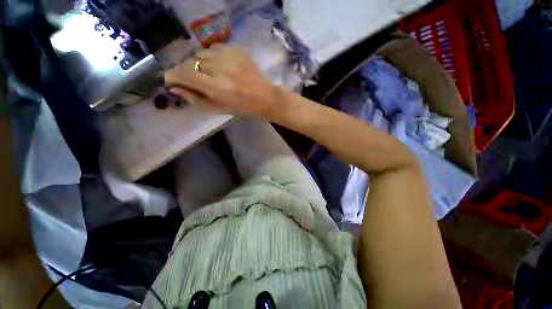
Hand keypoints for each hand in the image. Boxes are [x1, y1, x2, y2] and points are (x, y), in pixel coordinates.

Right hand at [164, 45, 283, 118]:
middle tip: (196, 80)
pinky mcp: (238, 49)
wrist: (267, 98)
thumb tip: (175, 88)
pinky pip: (215, 47)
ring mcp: (231, 56)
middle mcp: (222, 69)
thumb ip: (196, 99)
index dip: (173, 75)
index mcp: (218, 88)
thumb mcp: (219, 109)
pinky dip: (212, 56)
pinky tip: (220, 66)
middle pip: (192, 61)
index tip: (170, 79)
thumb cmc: (244, 108)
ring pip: (202, 52)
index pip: (185, 74)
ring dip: (201, 63)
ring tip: (210, 73)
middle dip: (188, 71)